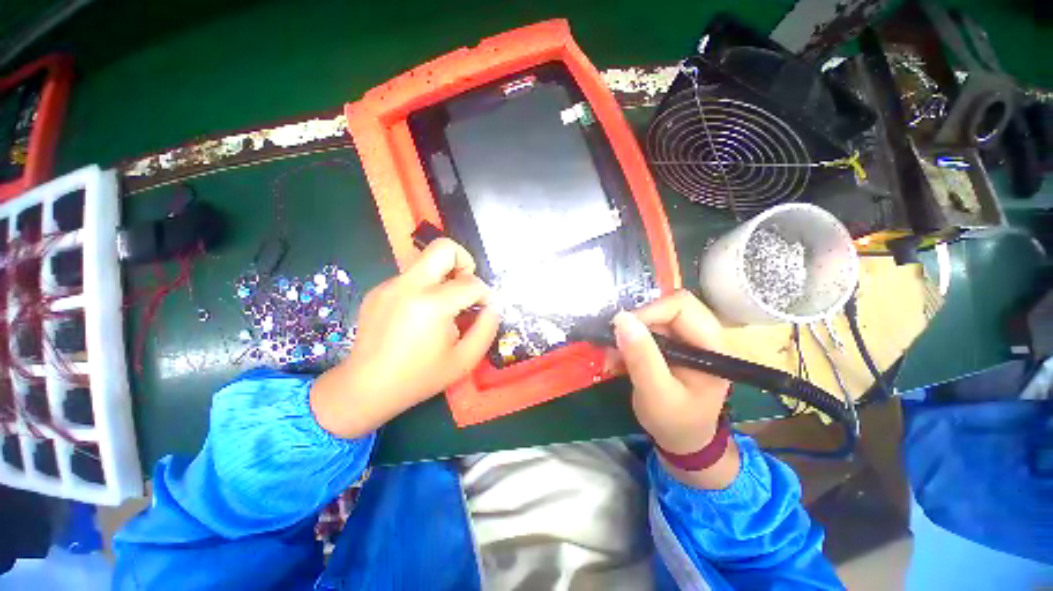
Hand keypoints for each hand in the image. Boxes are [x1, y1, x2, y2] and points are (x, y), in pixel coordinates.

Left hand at [310, 238, 499, 438]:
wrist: (364, 388)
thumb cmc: (419, 378)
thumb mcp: (464, 360)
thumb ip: (487, 328)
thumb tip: (493, 305)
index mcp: (431, 305)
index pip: (471, 283)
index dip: (486, 293)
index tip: (486, 308)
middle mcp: (408, 286)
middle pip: (444, 248)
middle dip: (464, 262)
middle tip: (466, 287)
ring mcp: (389, 285)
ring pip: (427, 261)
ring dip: (444, 276)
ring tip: (444, 306)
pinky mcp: (378, 289)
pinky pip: (412, 277)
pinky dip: (425, 287)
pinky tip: (420, 315)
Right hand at [612, 290, 739, 488]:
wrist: (683, 440)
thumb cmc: (676, 422)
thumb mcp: (656, 394)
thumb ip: (642, 357)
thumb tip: (622, 318)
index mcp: (711, 345)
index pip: (680, 306)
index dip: (649, 311)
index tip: (621, 330)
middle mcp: (701, 334)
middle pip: (665, 307)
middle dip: (636, 323)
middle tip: (615, 343)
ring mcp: (686, 338)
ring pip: (652, 317)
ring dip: (628, 334)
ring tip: (613, 357)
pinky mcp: (672, 344)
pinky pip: (646, 329)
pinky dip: (628, 340)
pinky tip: (618, 358)